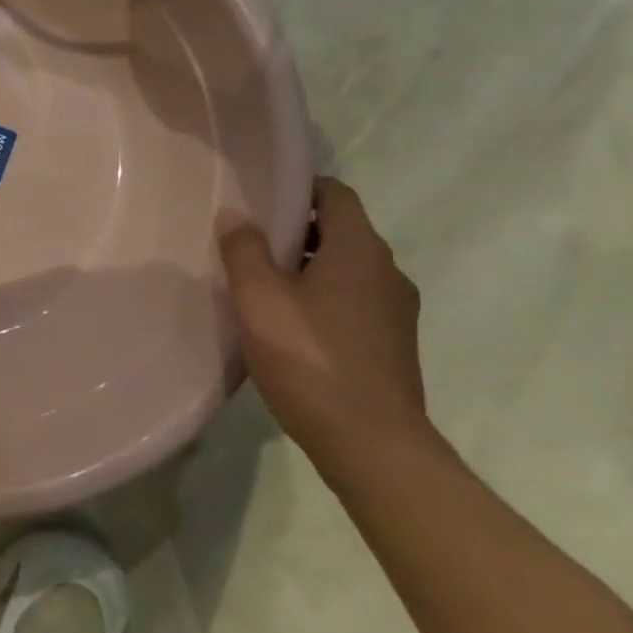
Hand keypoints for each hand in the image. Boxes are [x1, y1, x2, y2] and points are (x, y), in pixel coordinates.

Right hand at [219, 177, 428, 475]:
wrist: (372, 445)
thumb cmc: (310, 358)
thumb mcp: (259, 299)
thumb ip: (244, 250)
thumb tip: (236, 215)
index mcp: (360, 250)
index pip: (336, 194)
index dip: (300, 186)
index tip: (261, 193)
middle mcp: (387, 272)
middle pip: (342, 231)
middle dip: (298, 229)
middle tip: (249, 238)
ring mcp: (396, 311)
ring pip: (348, 269)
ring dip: (309, 266)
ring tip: (262, 282)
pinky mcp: (392, 344)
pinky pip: (354, 301)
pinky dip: (323, 297)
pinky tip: (289, 323)